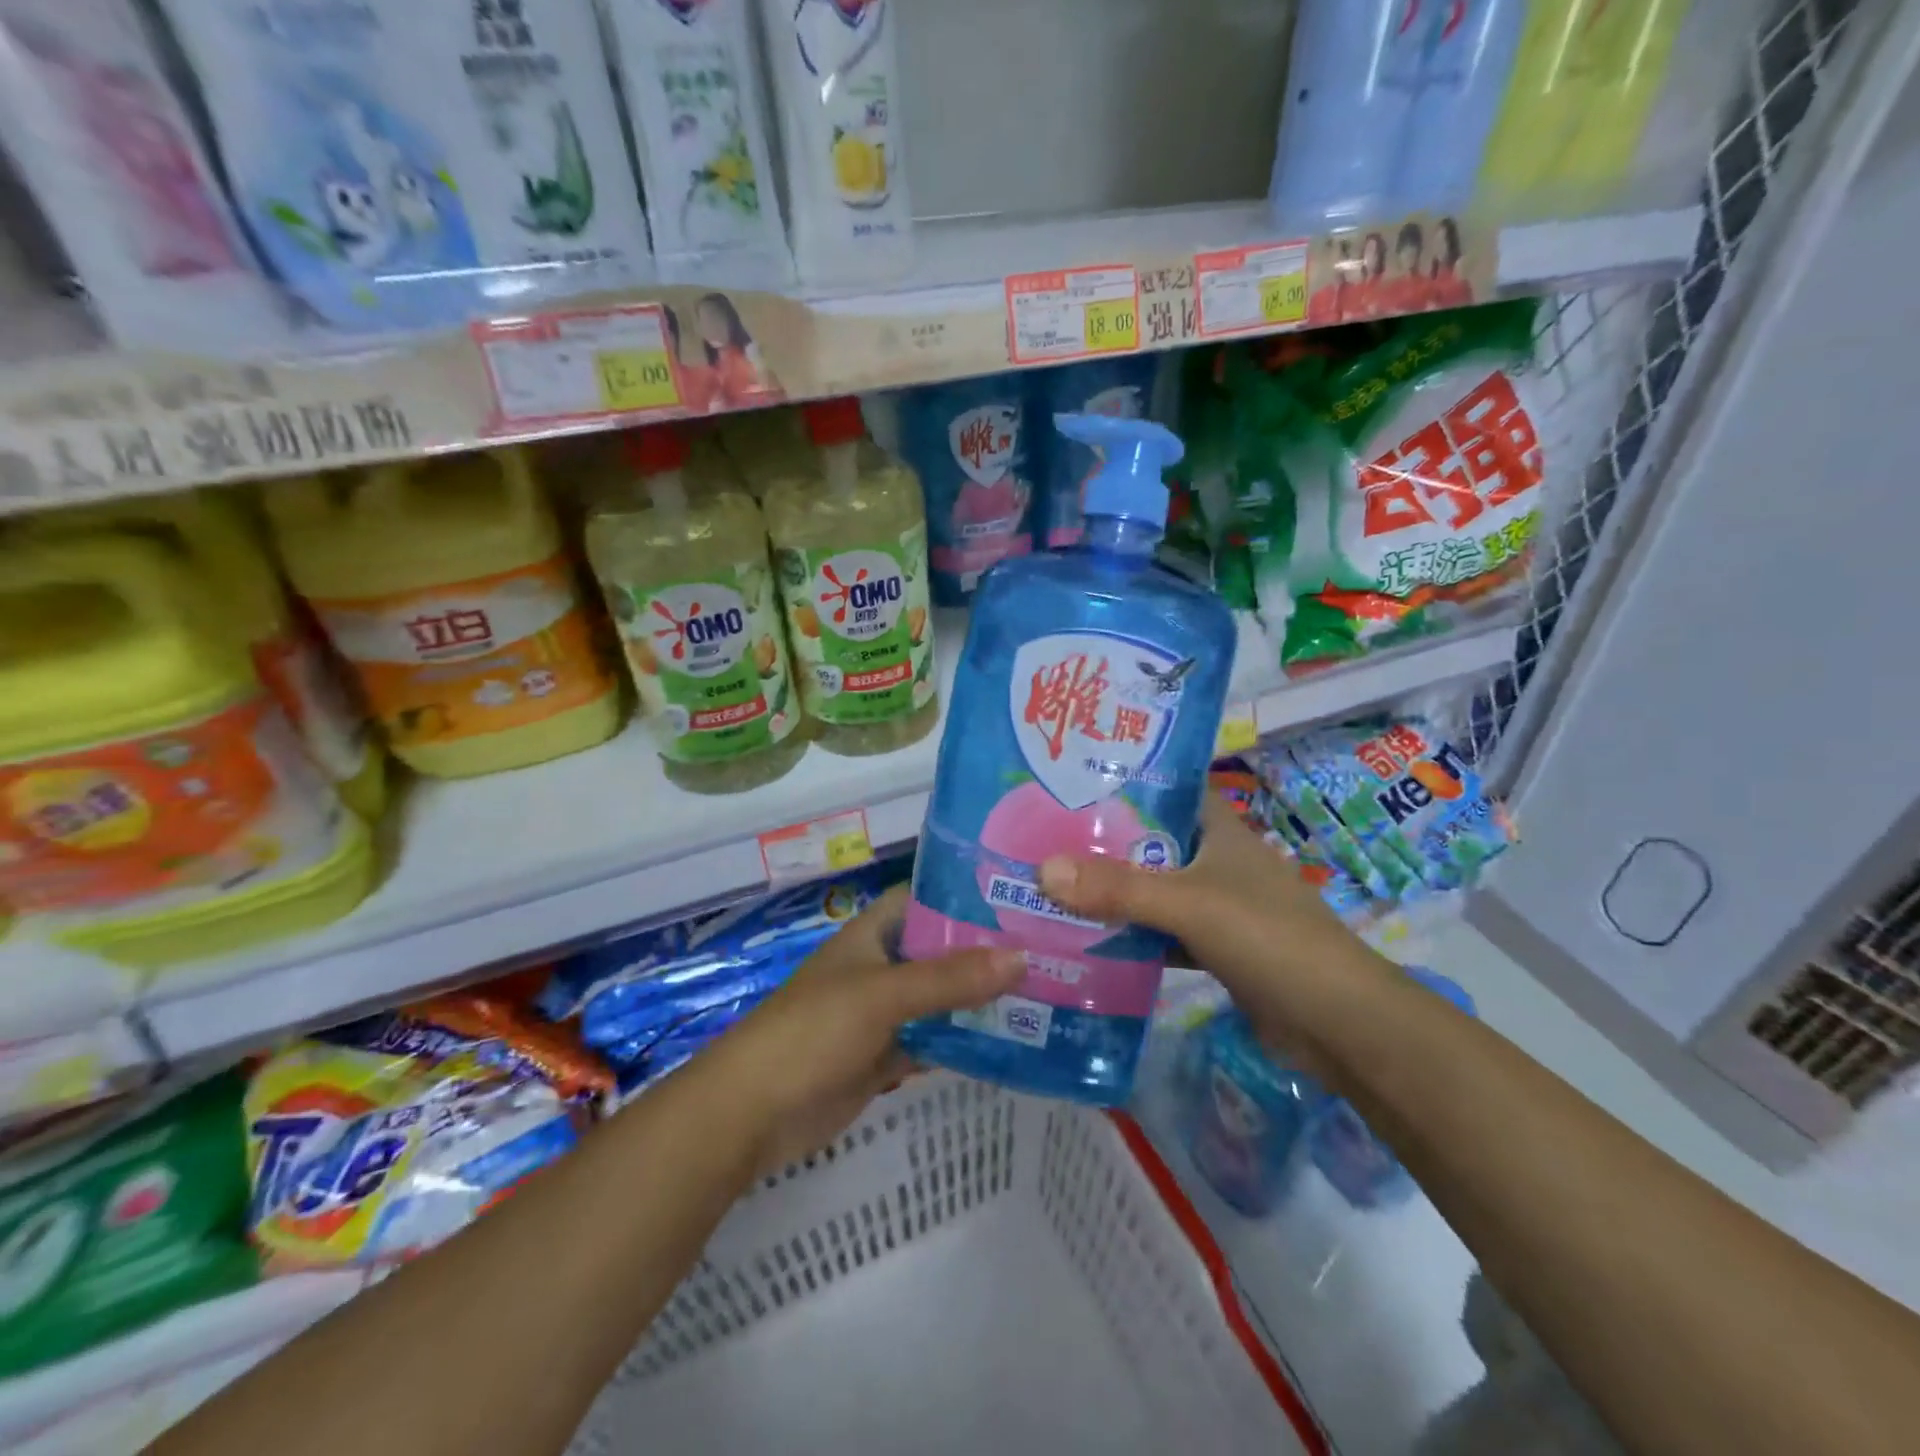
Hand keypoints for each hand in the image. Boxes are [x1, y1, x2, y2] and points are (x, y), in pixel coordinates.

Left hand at [704, 884, 1023, 1172]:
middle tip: (1050, 949)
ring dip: (981, 999)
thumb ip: (950, 979)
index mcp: (874, 935)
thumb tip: (1022, 957)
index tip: (1021, 896)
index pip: (926, 898)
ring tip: (1045, 992)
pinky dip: (964, 1042)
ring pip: (942, 998)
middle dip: (987, 951)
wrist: (752, 1114)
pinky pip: (934, 1041)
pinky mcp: (886, 1056)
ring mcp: (884, 1013)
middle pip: (941, 950)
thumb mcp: (883, 996)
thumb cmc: (813, 1032)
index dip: (967, 894)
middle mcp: (882, 966)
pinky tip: (1010, 1043)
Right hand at [1036, 794, 1393, 1060]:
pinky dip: (1129, 935)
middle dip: (1100, 842)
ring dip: (1111, 891)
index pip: (1166, 789)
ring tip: (1049, 884)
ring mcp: (1216, 906)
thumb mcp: (1189, 903)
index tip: (1068, 780)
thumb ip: (1118, 888)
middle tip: (1039, 836)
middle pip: (1148, 842)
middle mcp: (1215, 860)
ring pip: (1151, 889)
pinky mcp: (1213, 948)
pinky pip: (1159, 932)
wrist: (1338, 1023)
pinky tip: (1086, 938)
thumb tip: (1041, 870)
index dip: (1122, 781)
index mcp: (1218, 830)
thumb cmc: (1268, 938)